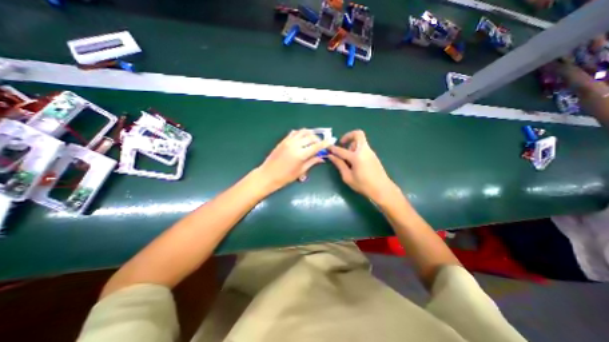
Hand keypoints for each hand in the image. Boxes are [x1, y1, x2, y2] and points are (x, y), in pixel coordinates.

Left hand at [256, 128, 332, 191]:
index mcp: (300, 154)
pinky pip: (294, 132)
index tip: (332, 140)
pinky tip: (302, 138)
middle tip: (320, 145)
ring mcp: (288, 141)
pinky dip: (301, 133)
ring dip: (310, 134)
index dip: (325, 143)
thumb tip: (322, 158)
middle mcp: (295, 145)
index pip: (316, 146)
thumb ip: (312, 162)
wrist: (267, 175)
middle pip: (311, 137)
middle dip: (318, 139)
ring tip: (313, 140)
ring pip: (303, 132)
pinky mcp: (283, 140)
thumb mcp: (301, 171)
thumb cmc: (285, 177)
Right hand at [328, 129, 400, 204]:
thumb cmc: (363, 185)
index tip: (327, 147)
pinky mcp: (373, 155)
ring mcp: (370, 152)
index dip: (332, 148)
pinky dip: (356, 149)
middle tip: (342, 144)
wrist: (382, 189)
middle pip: (358, 134)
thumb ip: (339, 164)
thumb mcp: (348, 177)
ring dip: (352, 144)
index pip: (341, 150)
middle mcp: (364, 151)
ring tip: (347, 157)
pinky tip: (354, 161)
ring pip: (360, 141)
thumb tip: (331, 156)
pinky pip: (363, 147)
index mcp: (356, 157)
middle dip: (348, 136)